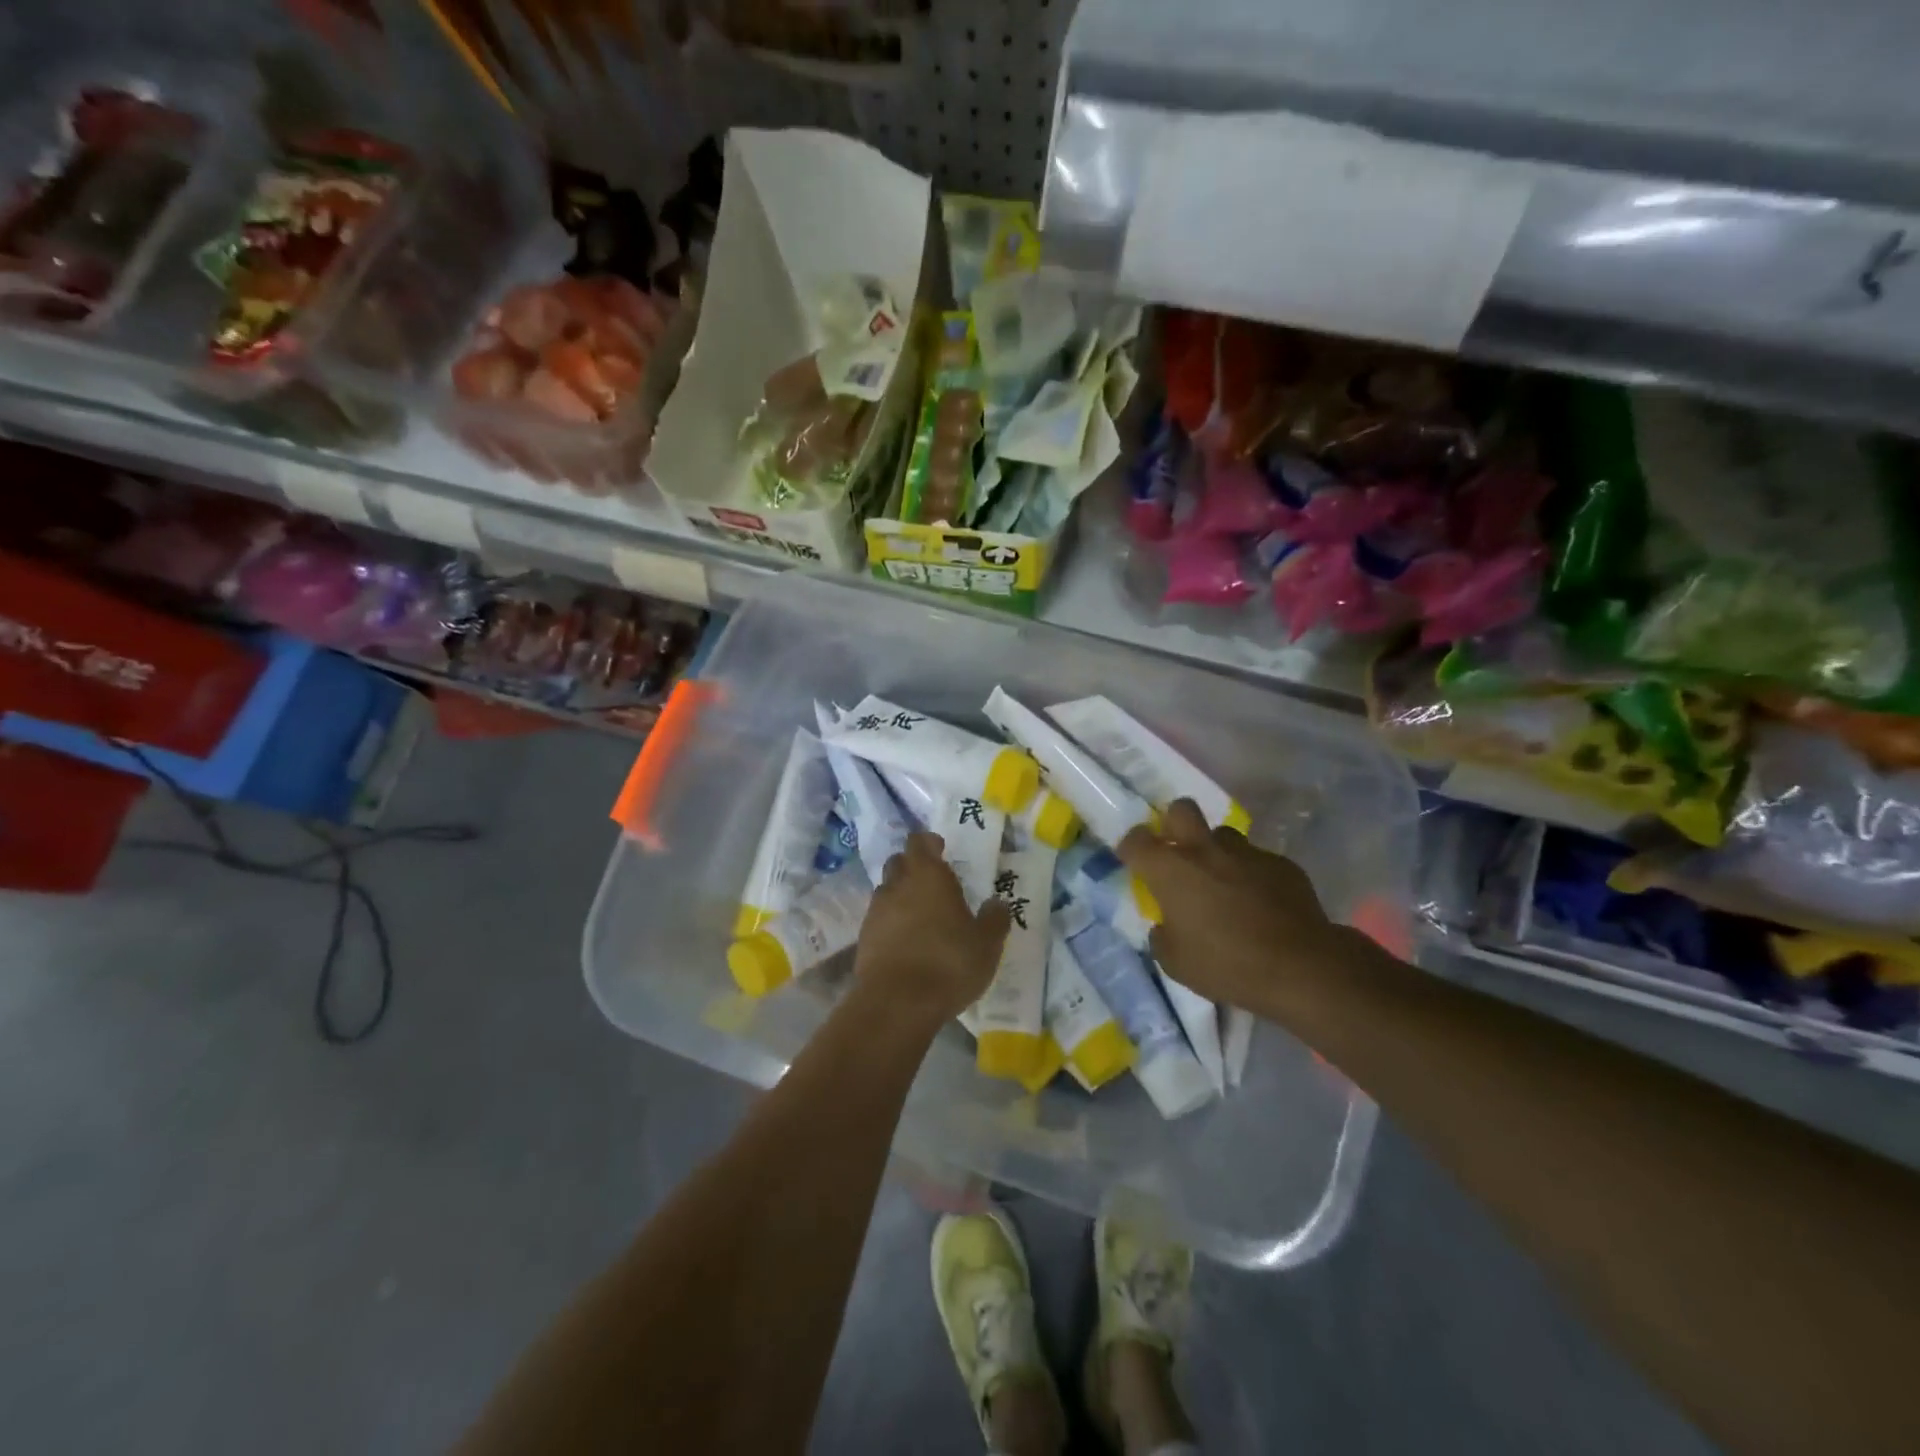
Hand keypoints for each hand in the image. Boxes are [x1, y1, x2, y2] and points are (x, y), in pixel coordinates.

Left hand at [856, 832, 1011, 1025]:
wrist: (897, 1003)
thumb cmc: (948, 962)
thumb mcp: (986, 943)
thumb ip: (994, 919)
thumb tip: (997, 903)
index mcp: (928, 875)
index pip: (920, 842)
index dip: (929, 843)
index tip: (941, 849)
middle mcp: (897, 885)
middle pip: (899, 862)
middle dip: (913, 866)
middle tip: (933, 882)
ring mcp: (876, 912)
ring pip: (887, 891)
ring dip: (901, 896)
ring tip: (921, 915)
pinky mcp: (863, 939)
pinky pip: (879, 920)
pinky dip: (891, 924)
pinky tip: (907, 942)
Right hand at [1118, 799, 1345, 1016]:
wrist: (1300, 968)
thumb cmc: (1226, 966)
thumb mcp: (1175, 963)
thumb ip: (1162, 935)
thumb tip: (1166, 925)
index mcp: (1170, 870)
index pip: (1136, 840)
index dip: (1131, 847)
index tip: (1134, 861)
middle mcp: (1204, 850)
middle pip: (1181, 809)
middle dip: (1174, 823)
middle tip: (1179, 852)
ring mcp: (1246, 853)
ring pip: (1223, 835)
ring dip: (1216, 851)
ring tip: (1223, 881)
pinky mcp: (1281, 864)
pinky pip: (1257, 860)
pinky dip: (1251, 875)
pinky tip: (1260, 902)